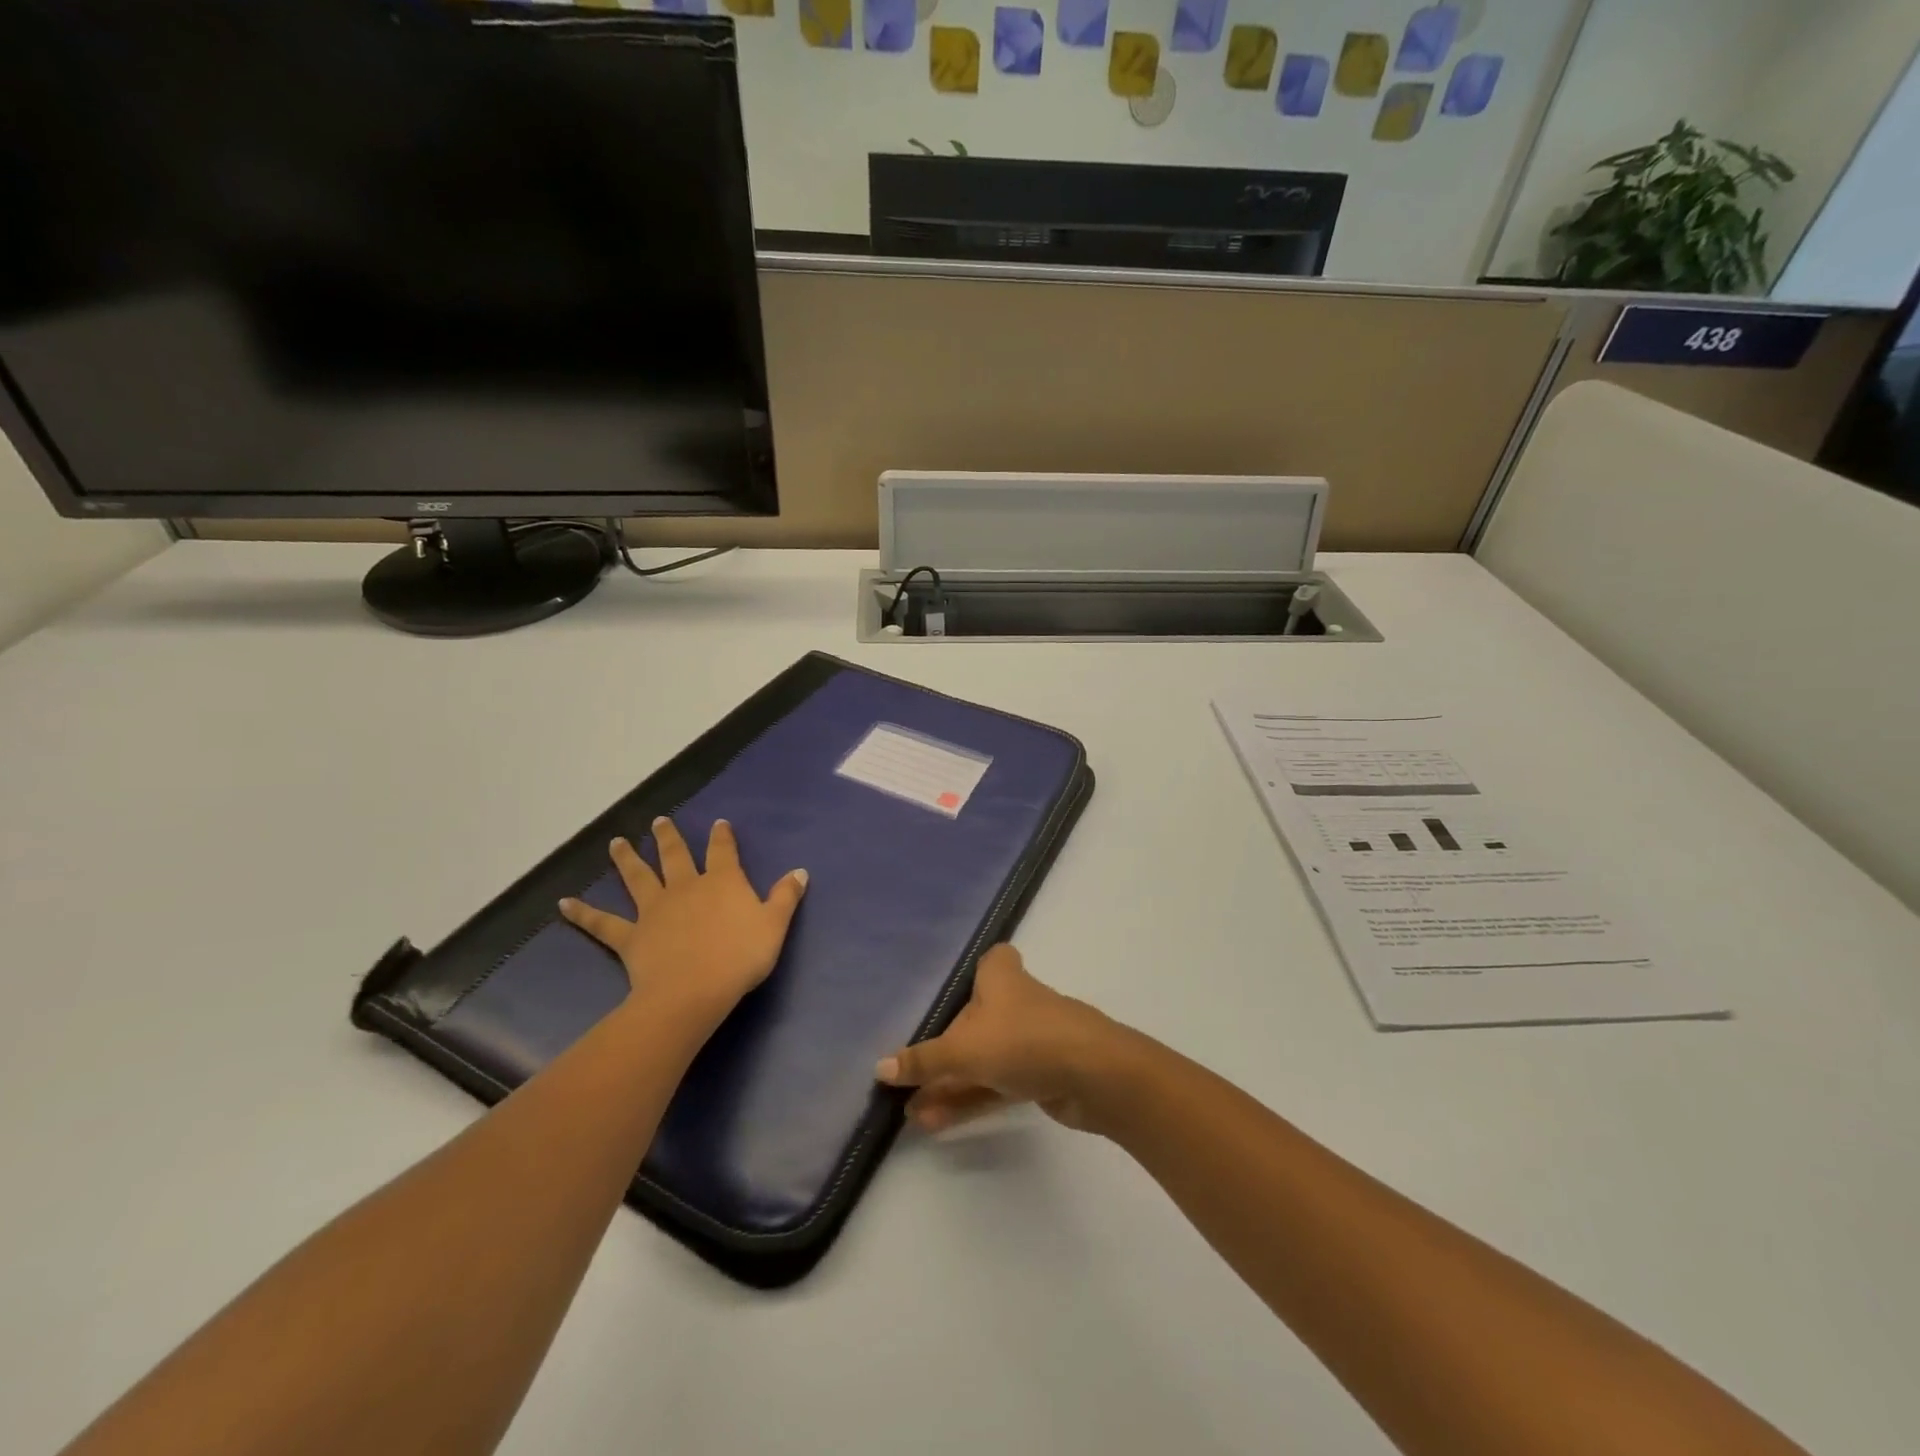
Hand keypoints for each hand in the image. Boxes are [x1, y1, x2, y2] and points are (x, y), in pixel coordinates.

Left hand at [559, 817, 806, 1021]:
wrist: (693, 991)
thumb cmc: (740, 957)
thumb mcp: (774, 925)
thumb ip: (786, 896)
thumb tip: (800, 871)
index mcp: (722, 881)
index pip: (722, 851)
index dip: (721, 836)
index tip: (719, 824)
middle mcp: (686, 886)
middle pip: (675, 856)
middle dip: (668, 837)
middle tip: (658, 822)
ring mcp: (655, 910)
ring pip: (637, 878)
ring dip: (626, 860)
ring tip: (615, 843)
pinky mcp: (631, 936)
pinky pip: (603, 923)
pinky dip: (583, 913)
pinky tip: (563, 904)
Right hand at [875, 944, 1132, 1133]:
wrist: (1094, 1075)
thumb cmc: (1024, 1039)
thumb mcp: (963, 1049)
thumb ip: (923, 1060)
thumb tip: (880, 1068)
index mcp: (1001, 978)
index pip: (992, 960)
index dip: (976, 971)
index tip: (952, 990)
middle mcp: (1016, 1002)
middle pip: (975, 1018)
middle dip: (943, 1049)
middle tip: (909, 1077)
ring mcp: (1030, 1040)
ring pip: (983, 1057)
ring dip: (950, 1083)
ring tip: (911, 1113)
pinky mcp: (1041, 1075)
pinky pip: (996, 1084)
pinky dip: (969, 1099)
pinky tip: (935, 1122)